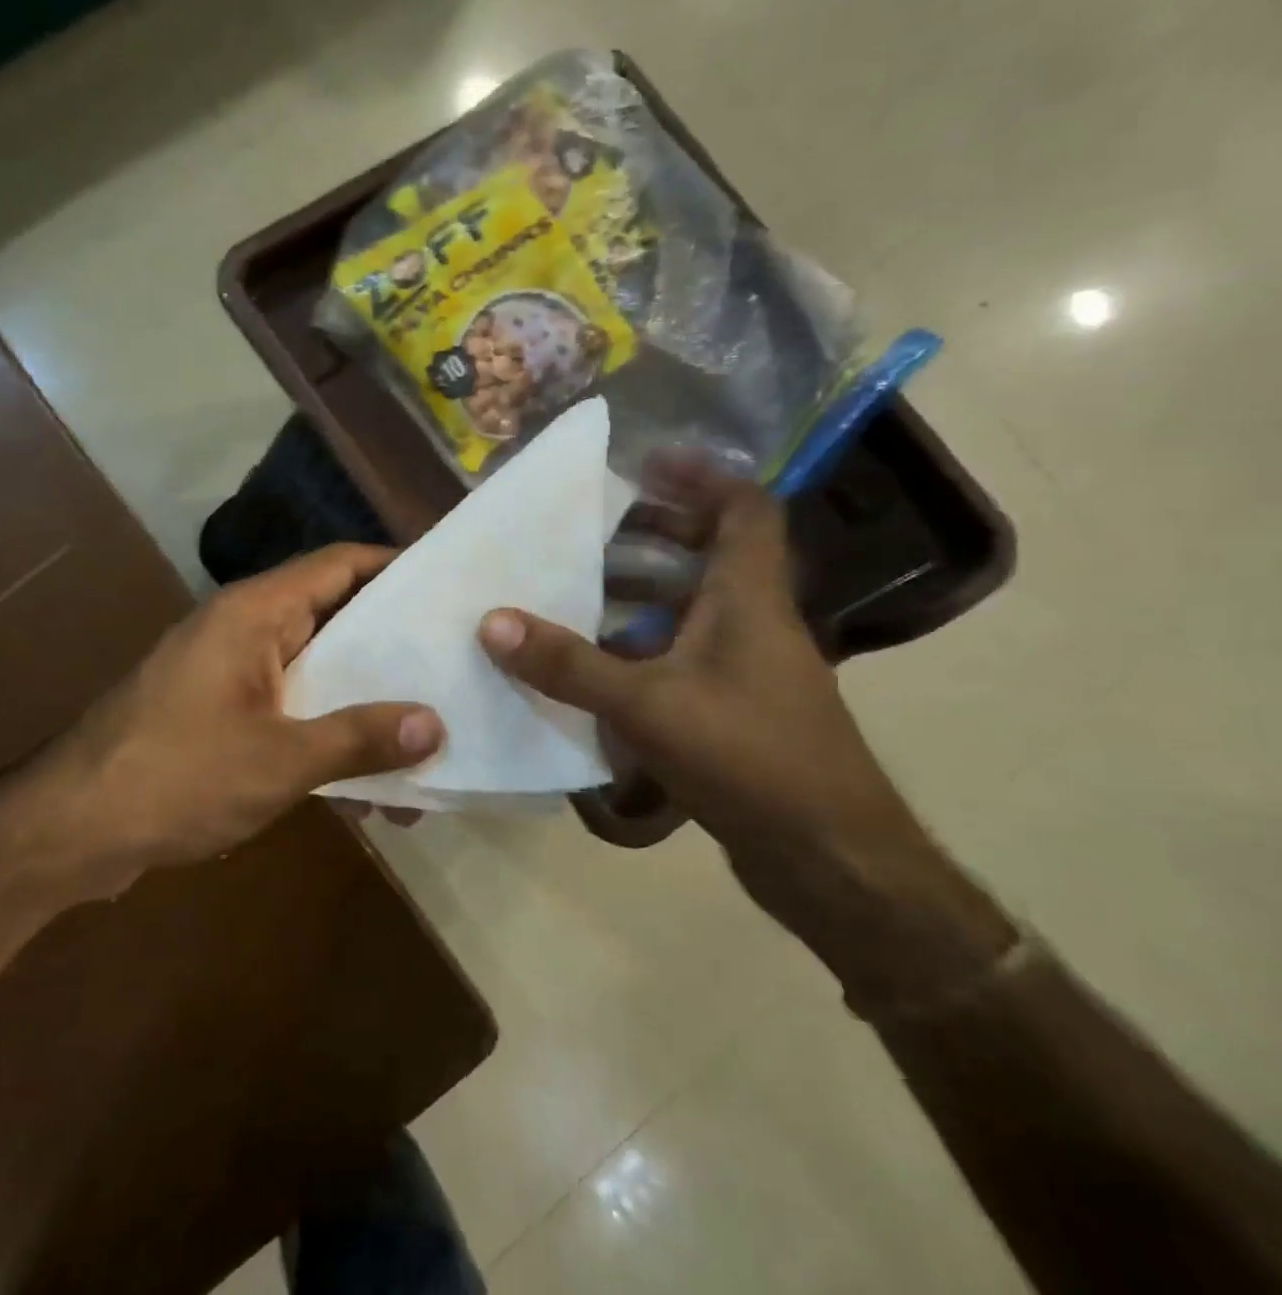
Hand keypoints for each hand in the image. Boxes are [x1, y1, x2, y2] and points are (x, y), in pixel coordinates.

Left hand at [38, 545, 443, 888]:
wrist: (71, 830)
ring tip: (426, 736)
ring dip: (361, 703)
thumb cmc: (176, 775)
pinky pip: (288, 711)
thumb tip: (435, 723)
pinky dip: (325, 736)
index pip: (337, 564)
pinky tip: (367, 784)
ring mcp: (227, 675)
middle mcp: (242, 630)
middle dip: (390, 645)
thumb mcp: (280, 760)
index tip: (447, 587)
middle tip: (454, 662)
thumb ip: (359, 737)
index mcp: (254, 613)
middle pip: (331, 617)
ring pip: (313, 673)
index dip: (393, 567)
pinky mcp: (217, 716)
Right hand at [478, 455, 897, 853]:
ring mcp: (748, 669)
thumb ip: (569, 664)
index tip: (646, 464)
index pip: (746, 509)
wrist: (829, 858)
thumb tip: (492, 621)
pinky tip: (597, 667)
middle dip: (655, 534)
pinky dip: (644, 646)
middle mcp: (755, 622)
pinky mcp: (736, 709)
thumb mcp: (647, 704)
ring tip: (579, 592)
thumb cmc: (750, 758)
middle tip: (592, 532)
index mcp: (748, 599)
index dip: (702, 476)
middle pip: (713, 553)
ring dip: (642, 594)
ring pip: (695, 608)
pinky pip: (685, 654)